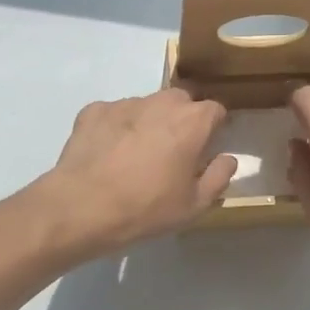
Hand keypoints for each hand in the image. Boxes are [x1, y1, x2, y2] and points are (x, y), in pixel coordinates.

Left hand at [37, 89, 237, 255]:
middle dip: (183, 119)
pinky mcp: (94, 110)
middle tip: (174, 152)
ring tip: (136, 156)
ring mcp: (124, 103)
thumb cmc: (146, 208)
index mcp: (192, 121)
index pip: (216, 110)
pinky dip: (116, 128)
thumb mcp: (194, 205)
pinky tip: (108, 154)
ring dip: (149, 123)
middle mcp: (161, 102)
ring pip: (147, 106)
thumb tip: (227, 158)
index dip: (215, 128)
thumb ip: (218, 177)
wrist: (82, 207)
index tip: (207, 148)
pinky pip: (114, 114)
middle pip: (181, 101)